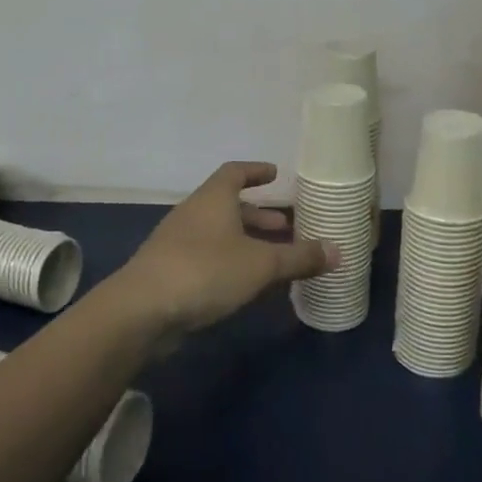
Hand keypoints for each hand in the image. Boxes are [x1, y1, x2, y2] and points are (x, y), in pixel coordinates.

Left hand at [119, 162, 336, 334]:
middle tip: (286, 226)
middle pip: (228, 205)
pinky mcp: (170, 272)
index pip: (234, 172)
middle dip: (258, 214)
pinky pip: (207, 258)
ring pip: (218, 233)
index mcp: (212, 199)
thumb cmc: (205, 271)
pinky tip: (247, 285)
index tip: (275, 174)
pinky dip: (230, 262)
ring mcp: (177, 243)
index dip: (256, 171)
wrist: (141, 310)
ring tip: (273, 258)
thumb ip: (299, 257)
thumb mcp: (261, 265)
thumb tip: (339, 251)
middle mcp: (193, 214)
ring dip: (245, 241)